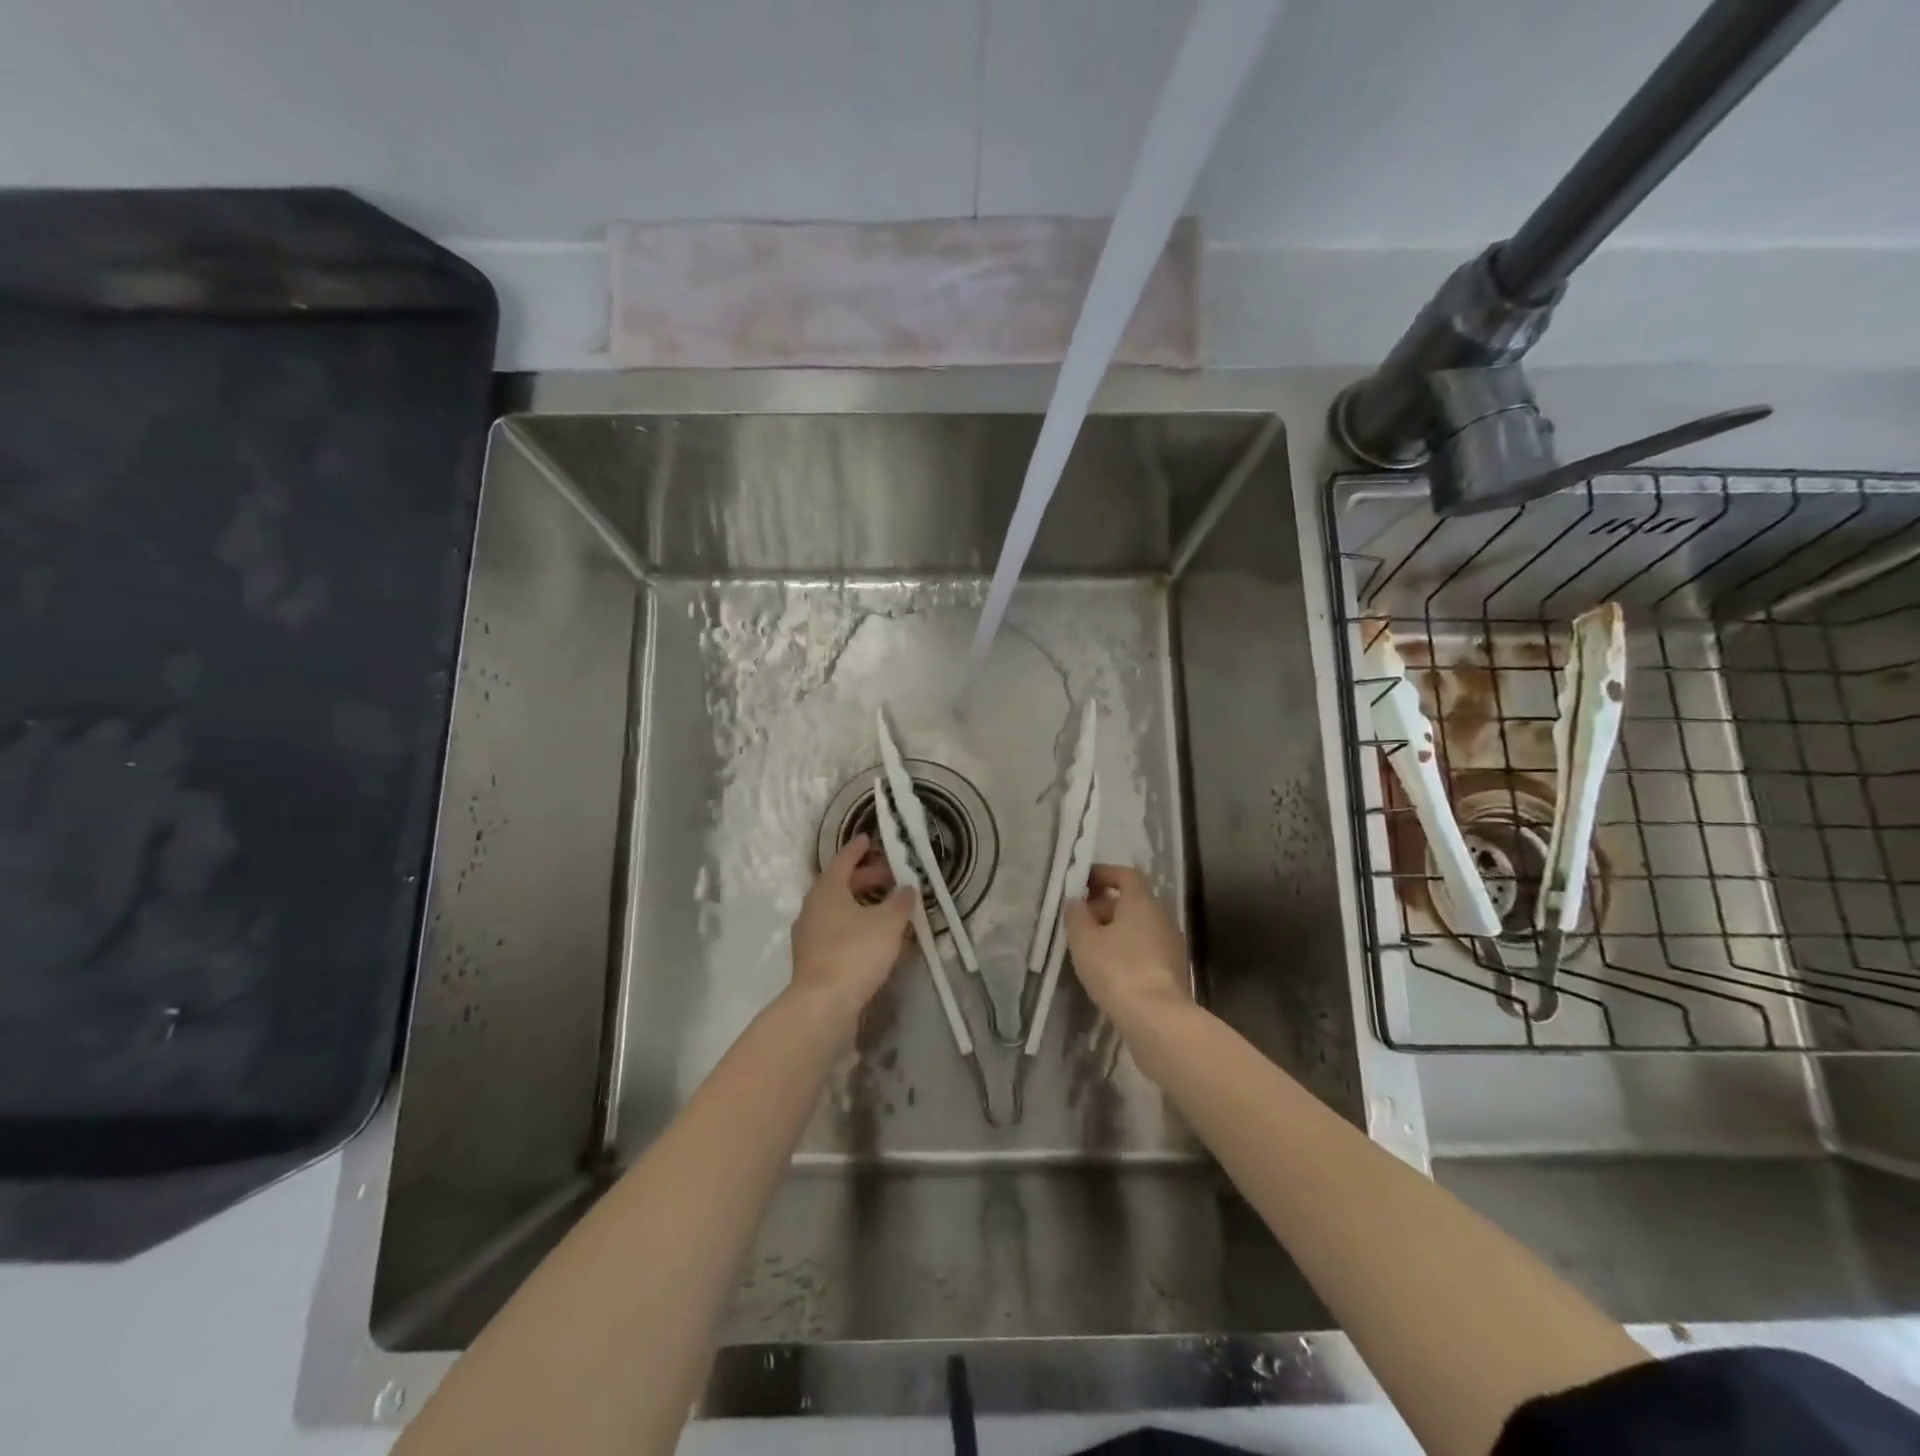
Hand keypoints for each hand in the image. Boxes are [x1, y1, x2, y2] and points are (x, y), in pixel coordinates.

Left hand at [790, 834, 915, 1016]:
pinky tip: (872, 937)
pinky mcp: (812, 959)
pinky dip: (854, 925)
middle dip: (864, 878)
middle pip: (839, 884)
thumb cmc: (856, 953)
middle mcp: (813, 907)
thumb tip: (908, 887)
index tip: (869, 839)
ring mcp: (809, 935)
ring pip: (837, 909)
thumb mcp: (888, 923)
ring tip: (885, 907)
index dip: (858, 849)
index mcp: (827, 890)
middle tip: (889, 875)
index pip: (843, 860)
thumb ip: (900, 902)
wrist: (822, 1005)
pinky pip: (835, 931)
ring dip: (860, 903)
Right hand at [1062, 864, 1190, 1027]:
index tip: (1082, 883)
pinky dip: (1128, 950)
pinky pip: (1146, 949)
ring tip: (1091, 948)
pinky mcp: (1174, 970)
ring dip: (1116, 930)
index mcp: (1141, 902)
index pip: (1126, 874)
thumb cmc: (1116, 969)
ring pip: (1140, 927)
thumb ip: (1076, 915)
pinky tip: (1110, 970)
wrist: (1157, 1019)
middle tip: (1081, 920)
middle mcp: (1161, 917)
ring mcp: (1171, 945)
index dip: (1104, 874)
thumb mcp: (1084, 940)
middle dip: (1105, 906)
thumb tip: (1075, 900)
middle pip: (1133, 901)